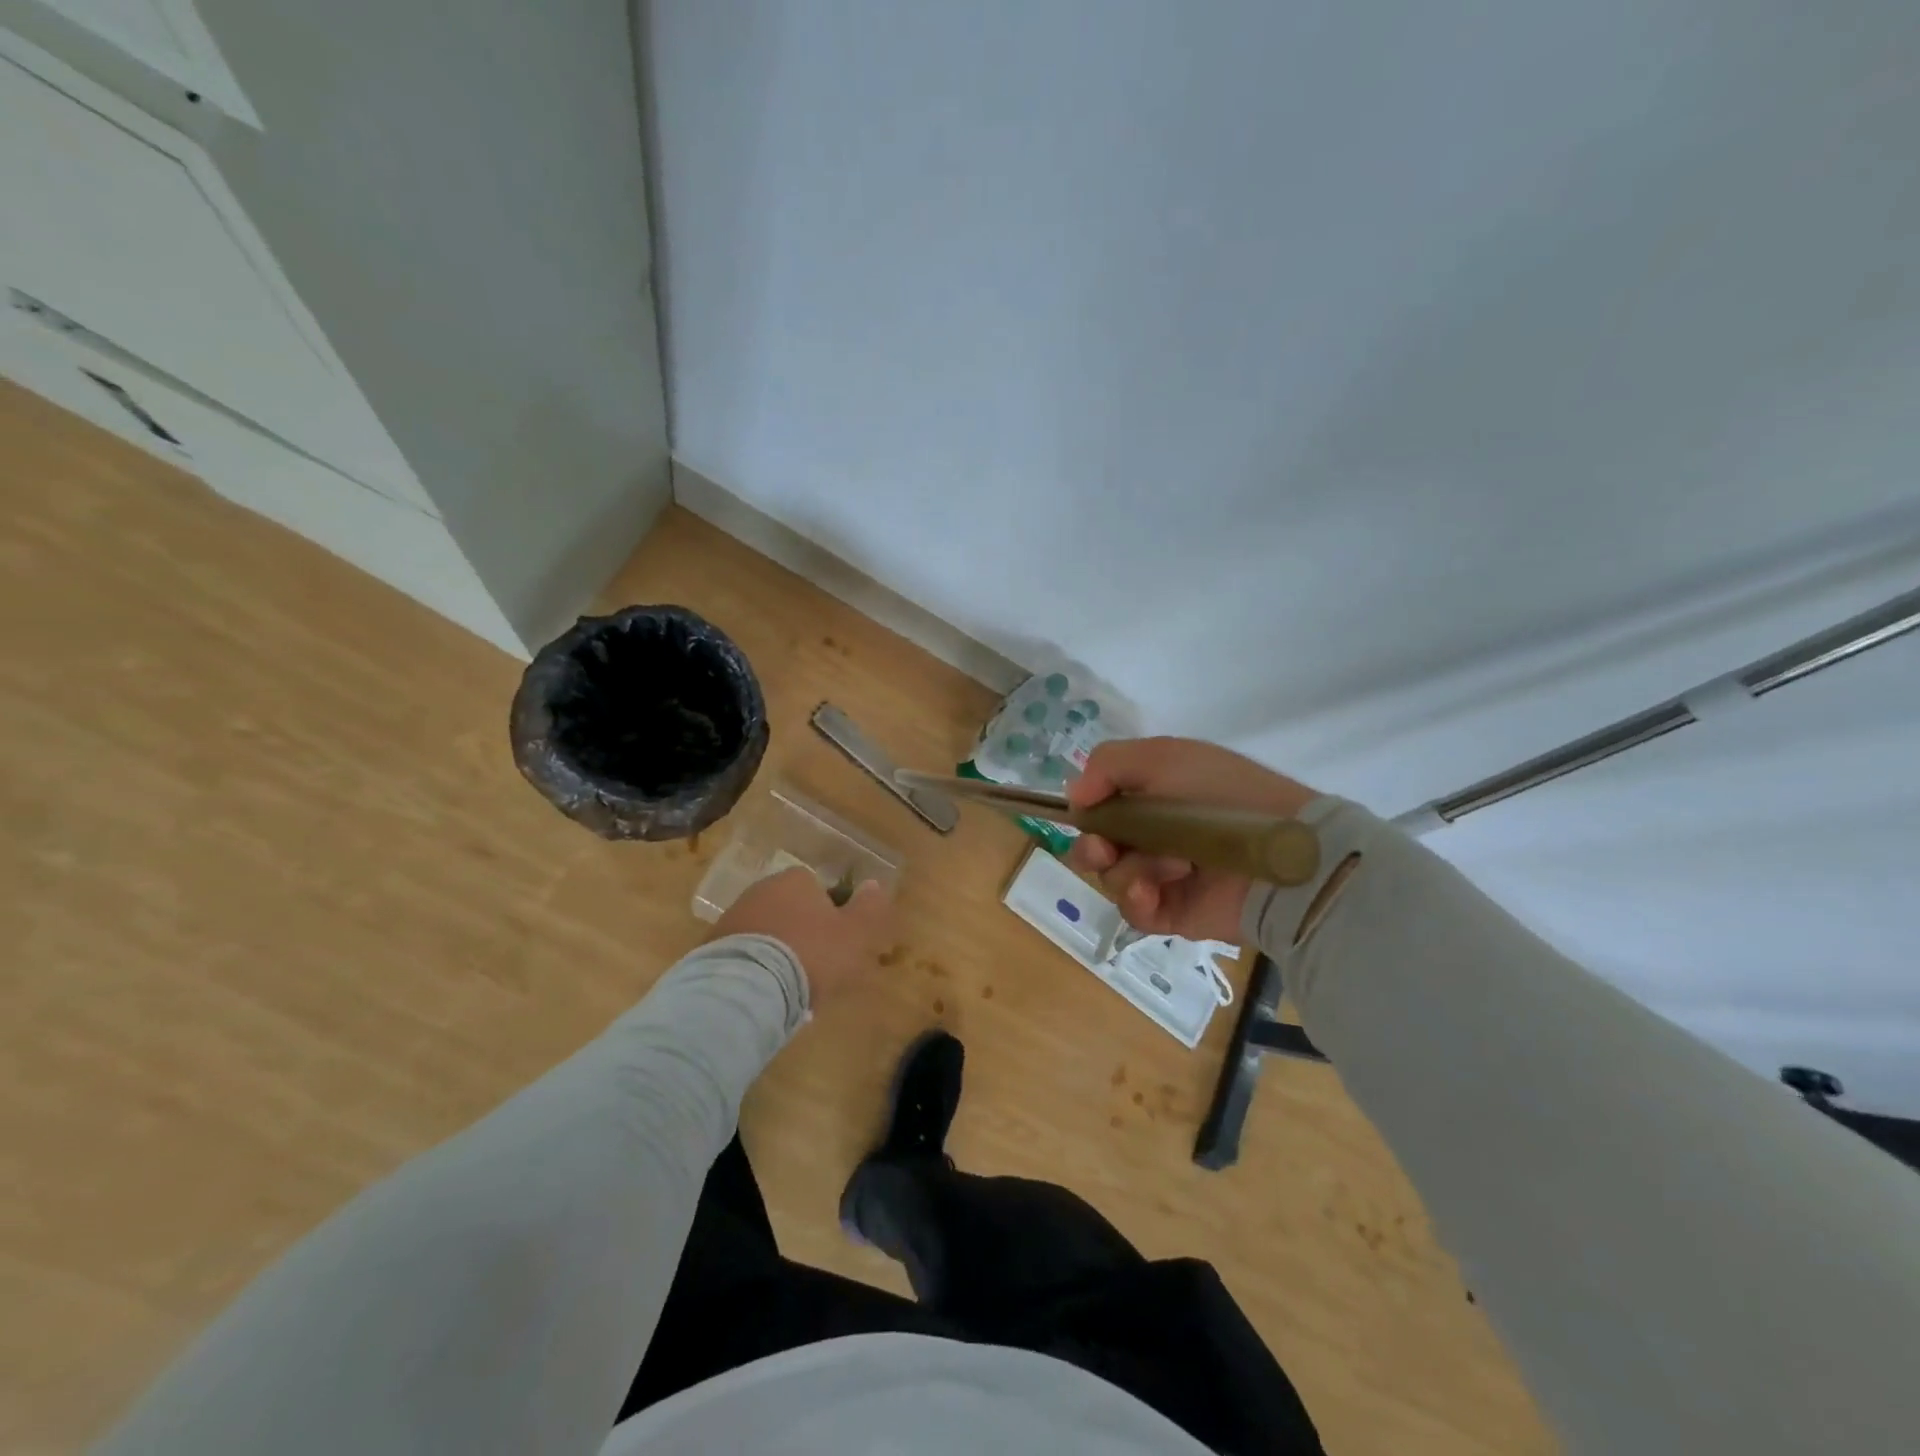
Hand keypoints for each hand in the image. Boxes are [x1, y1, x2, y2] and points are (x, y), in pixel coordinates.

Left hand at [711, 867, 891, 1007]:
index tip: (836, 945)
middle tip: (815, 969)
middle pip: (790, 910)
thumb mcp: (854, 934)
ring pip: (765, 933)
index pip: (818, 889)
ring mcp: (732, 917)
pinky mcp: (710, 948)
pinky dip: (754, 969)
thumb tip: (874, 884)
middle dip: (801, 933)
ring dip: (776, 952)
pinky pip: (744, 955)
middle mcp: (761, 890)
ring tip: (788, 988)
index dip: (830, 916)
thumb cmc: (810, 954)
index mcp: (796, 880)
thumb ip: (868, 908)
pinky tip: (763, 993)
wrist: (747, 987)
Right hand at [1066, 737, 1320, 943]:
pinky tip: (1154, 893)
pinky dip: (1137, 900)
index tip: (1085, 812)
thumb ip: (1108, 764)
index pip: (1101, 805)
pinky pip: (1133, 911)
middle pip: (1097, 846)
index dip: (1086, 810)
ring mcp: (1163, 876)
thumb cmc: (1223, 795)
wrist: (1282, 854)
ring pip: (1111, 878)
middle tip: (1105, 848)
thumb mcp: (1164, 757)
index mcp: (1151, 796)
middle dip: (1092, 847)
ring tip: (1171, 867)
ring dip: (1130, 869)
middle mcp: (1153, 835)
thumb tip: (1074, 796)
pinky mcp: (1173, 912)